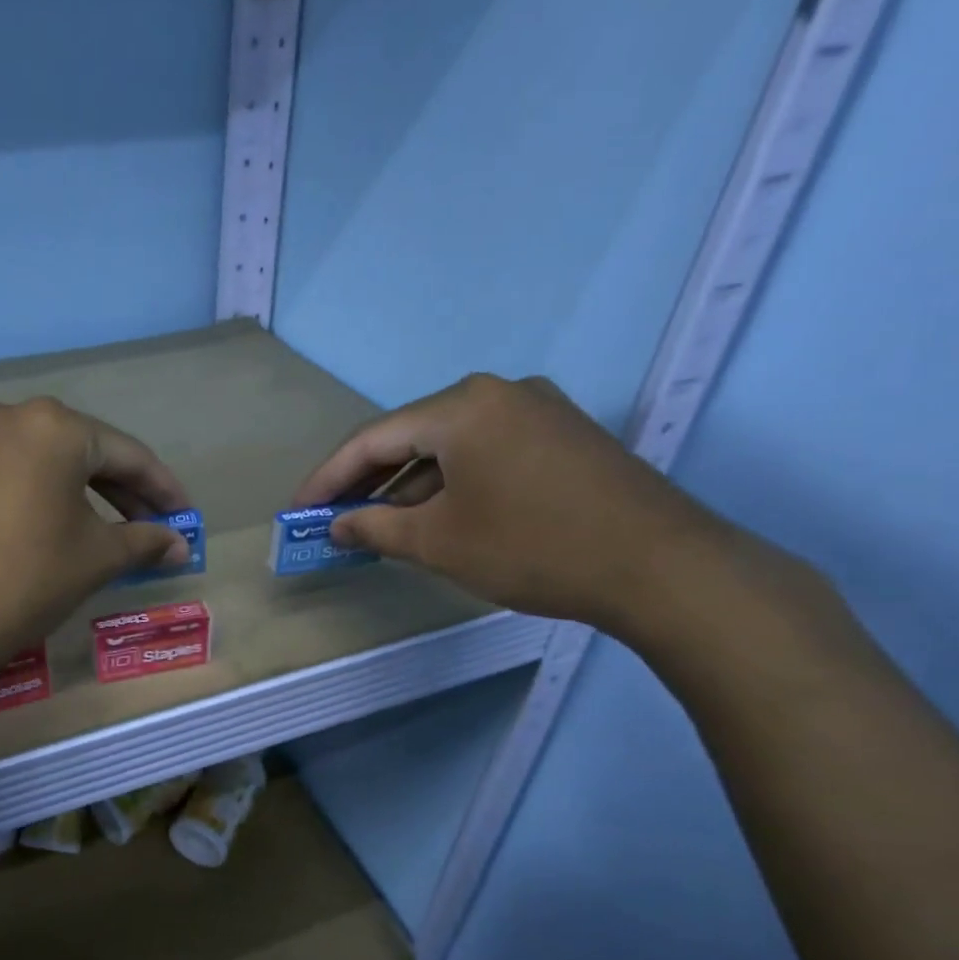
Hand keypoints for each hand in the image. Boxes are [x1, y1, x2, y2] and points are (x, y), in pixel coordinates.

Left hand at [0, 398, 192, 674]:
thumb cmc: (27, 577)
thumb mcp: (96, 557)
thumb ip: (144, 542)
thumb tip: (181, 547)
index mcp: (54, 426)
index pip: (127, 454)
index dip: (163, 489)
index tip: (185, 517)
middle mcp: (10, 417)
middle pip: (85, 452)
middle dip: (124, 492)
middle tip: (153, 528)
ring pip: (46, 464)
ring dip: (84, 496)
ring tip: (112, 534)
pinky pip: (13, 476)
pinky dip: (44, 498)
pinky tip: (60, 529)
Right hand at [294, 374, 736, 633]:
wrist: (660, 566)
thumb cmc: (532, 547)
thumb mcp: (439, 542)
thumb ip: (376, 528)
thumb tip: (337, 526)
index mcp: (462, 407)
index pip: (373, 439)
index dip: (328, 478)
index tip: (297, 510)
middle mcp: (499, 393)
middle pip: (411, 435)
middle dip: (367, 480)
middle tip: (332, 517)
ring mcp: (538, 410)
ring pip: (450, 445)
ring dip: (409, 484)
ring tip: (377, 523)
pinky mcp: (563, 436)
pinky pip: (485, 452)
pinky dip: (451, 482)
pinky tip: (436, 514)